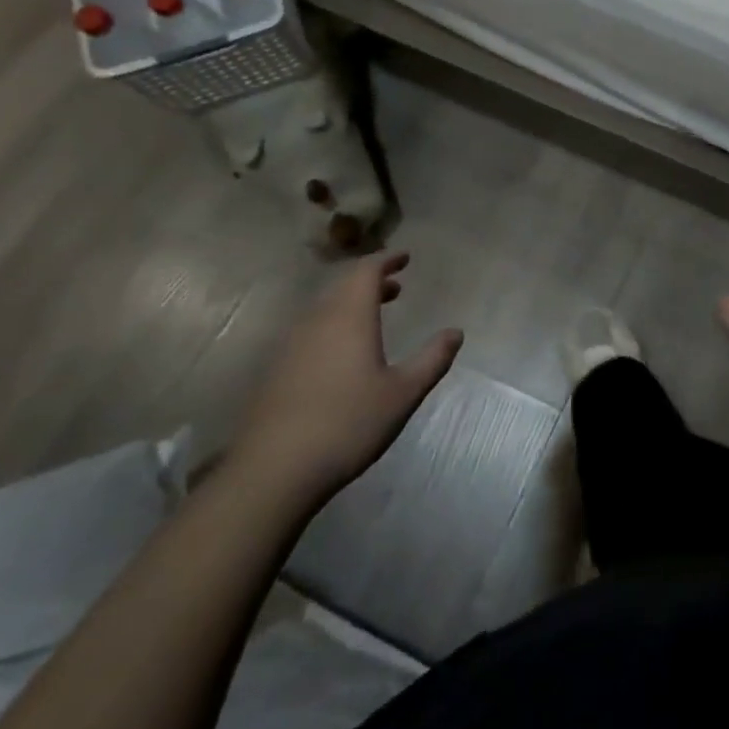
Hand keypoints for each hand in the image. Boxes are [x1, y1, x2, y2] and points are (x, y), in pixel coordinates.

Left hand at [231, 252, 461, 502]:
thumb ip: (432, 359)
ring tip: (373, 317)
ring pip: (323, 308)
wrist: (272, 471)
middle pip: (342, 286)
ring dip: (349, 304)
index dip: (386, 260)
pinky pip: (308, 331)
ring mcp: (290, 345)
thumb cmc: (348, 423)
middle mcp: (317, 321)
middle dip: (370, 281)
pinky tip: (340, 354)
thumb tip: (456, 332)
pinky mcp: (274, 370)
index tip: (404, 257)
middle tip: (395, 286)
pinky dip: (331, 326)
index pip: (366, 271)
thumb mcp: (403, 393)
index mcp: (349, 316)